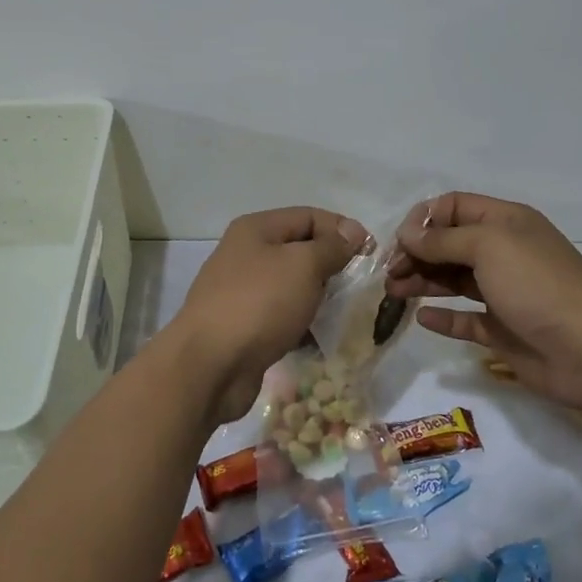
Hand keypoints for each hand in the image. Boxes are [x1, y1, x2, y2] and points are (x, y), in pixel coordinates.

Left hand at [171, 206, 368, 423]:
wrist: (209, 365)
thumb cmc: (259, 304)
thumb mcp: (303, 265)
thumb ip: (331, 247)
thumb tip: (352, 232)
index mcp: (256, 229)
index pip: (309, 216)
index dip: (342, 230)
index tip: (372, 254)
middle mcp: (246, 254)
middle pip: (300, 250)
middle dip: (332, 265)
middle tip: (361, 287)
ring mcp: (242, 292)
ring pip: (292, 285)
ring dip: (319, 297)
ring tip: (345, 313)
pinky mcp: (244, 326)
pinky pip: (282, 316)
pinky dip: (302, 323)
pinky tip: (320, 338)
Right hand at [386, 192, 581, 415]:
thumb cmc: (536, 284)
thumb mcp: (488, 246)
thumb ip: (443, 239)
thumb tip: (407, 234)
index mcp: (506, 222)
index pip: (455, 207)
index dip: (425, 219)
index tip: (400, 241)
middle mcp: (504, 252)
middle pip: (450, 244)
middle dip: (418, 253)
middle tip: (391, 272)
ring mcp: (504, 292)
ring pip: (454, 280)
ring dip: (423, 281)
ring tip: (394, 291)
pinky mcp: (503, 329)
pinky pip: (465, 318)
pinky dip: (443, 317)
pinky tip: (422, 318)